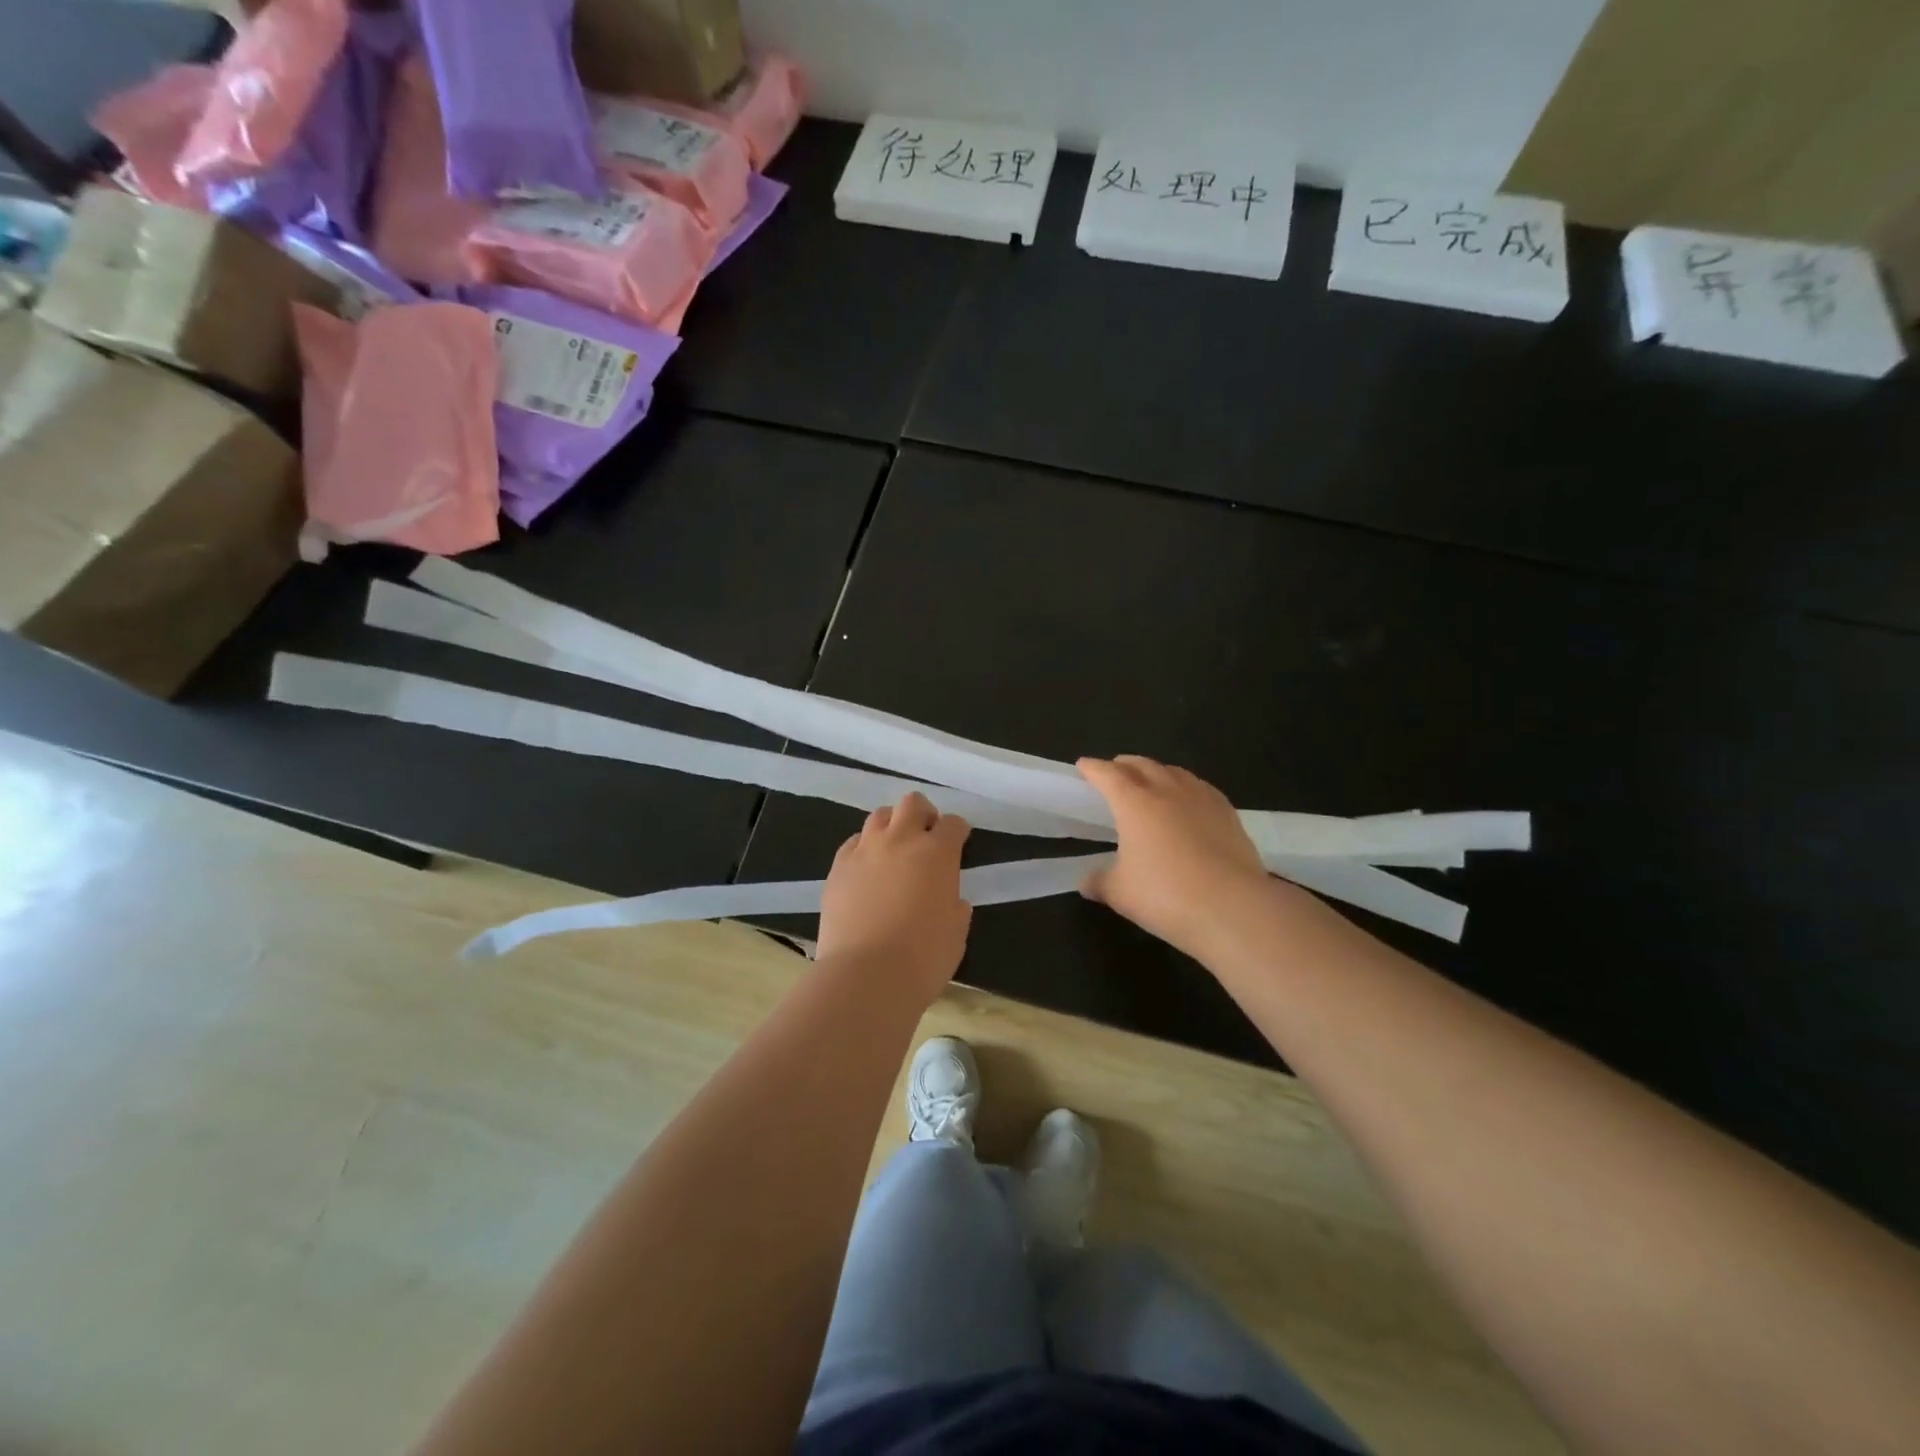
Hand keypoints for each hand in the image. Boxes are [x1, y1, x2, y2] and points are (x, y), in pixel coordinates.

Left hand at [818, 792, 972, 1001]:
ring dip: (891, 826)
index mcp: (937, 853)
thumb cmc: (923, 959)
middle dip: (923, 814)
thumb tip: (951, 900)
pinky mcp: (838, 867)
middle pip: (912, 804)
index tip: (959, 842)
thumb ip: (955, 907)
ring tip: (894, 849)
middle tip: (926, 836)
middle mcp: (900, 840)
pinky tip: (867, 869)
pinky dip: (864, 848)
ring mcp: (865, 851)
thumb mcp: (956, 933)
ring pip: (879, 816)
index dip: (958, 831)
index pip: (953, 824)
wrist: (865, 976)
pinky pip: (853, 843)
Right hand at [1078, 756, 1271, 958]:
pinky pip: (1200, 788)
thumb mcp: (1120, 894)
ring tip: (1150, 781)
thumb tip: (1086, 882)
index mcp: (1134, 802)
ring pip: (1174, 772)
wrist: (1232, 907)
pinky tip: (1189, 801)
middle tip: (1114, 771)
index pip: (1108, 775)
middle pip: (1142, 765)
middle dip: (1124, 765)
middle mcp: (1167, 790)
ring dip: (1156, 771)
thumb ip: (1100, 882)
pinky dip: (1186, 786)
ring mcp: (1201, 798)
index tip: (1083, 765)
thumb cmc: (1165, 895)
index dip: (1093, 768)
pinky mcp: (1228, 813)